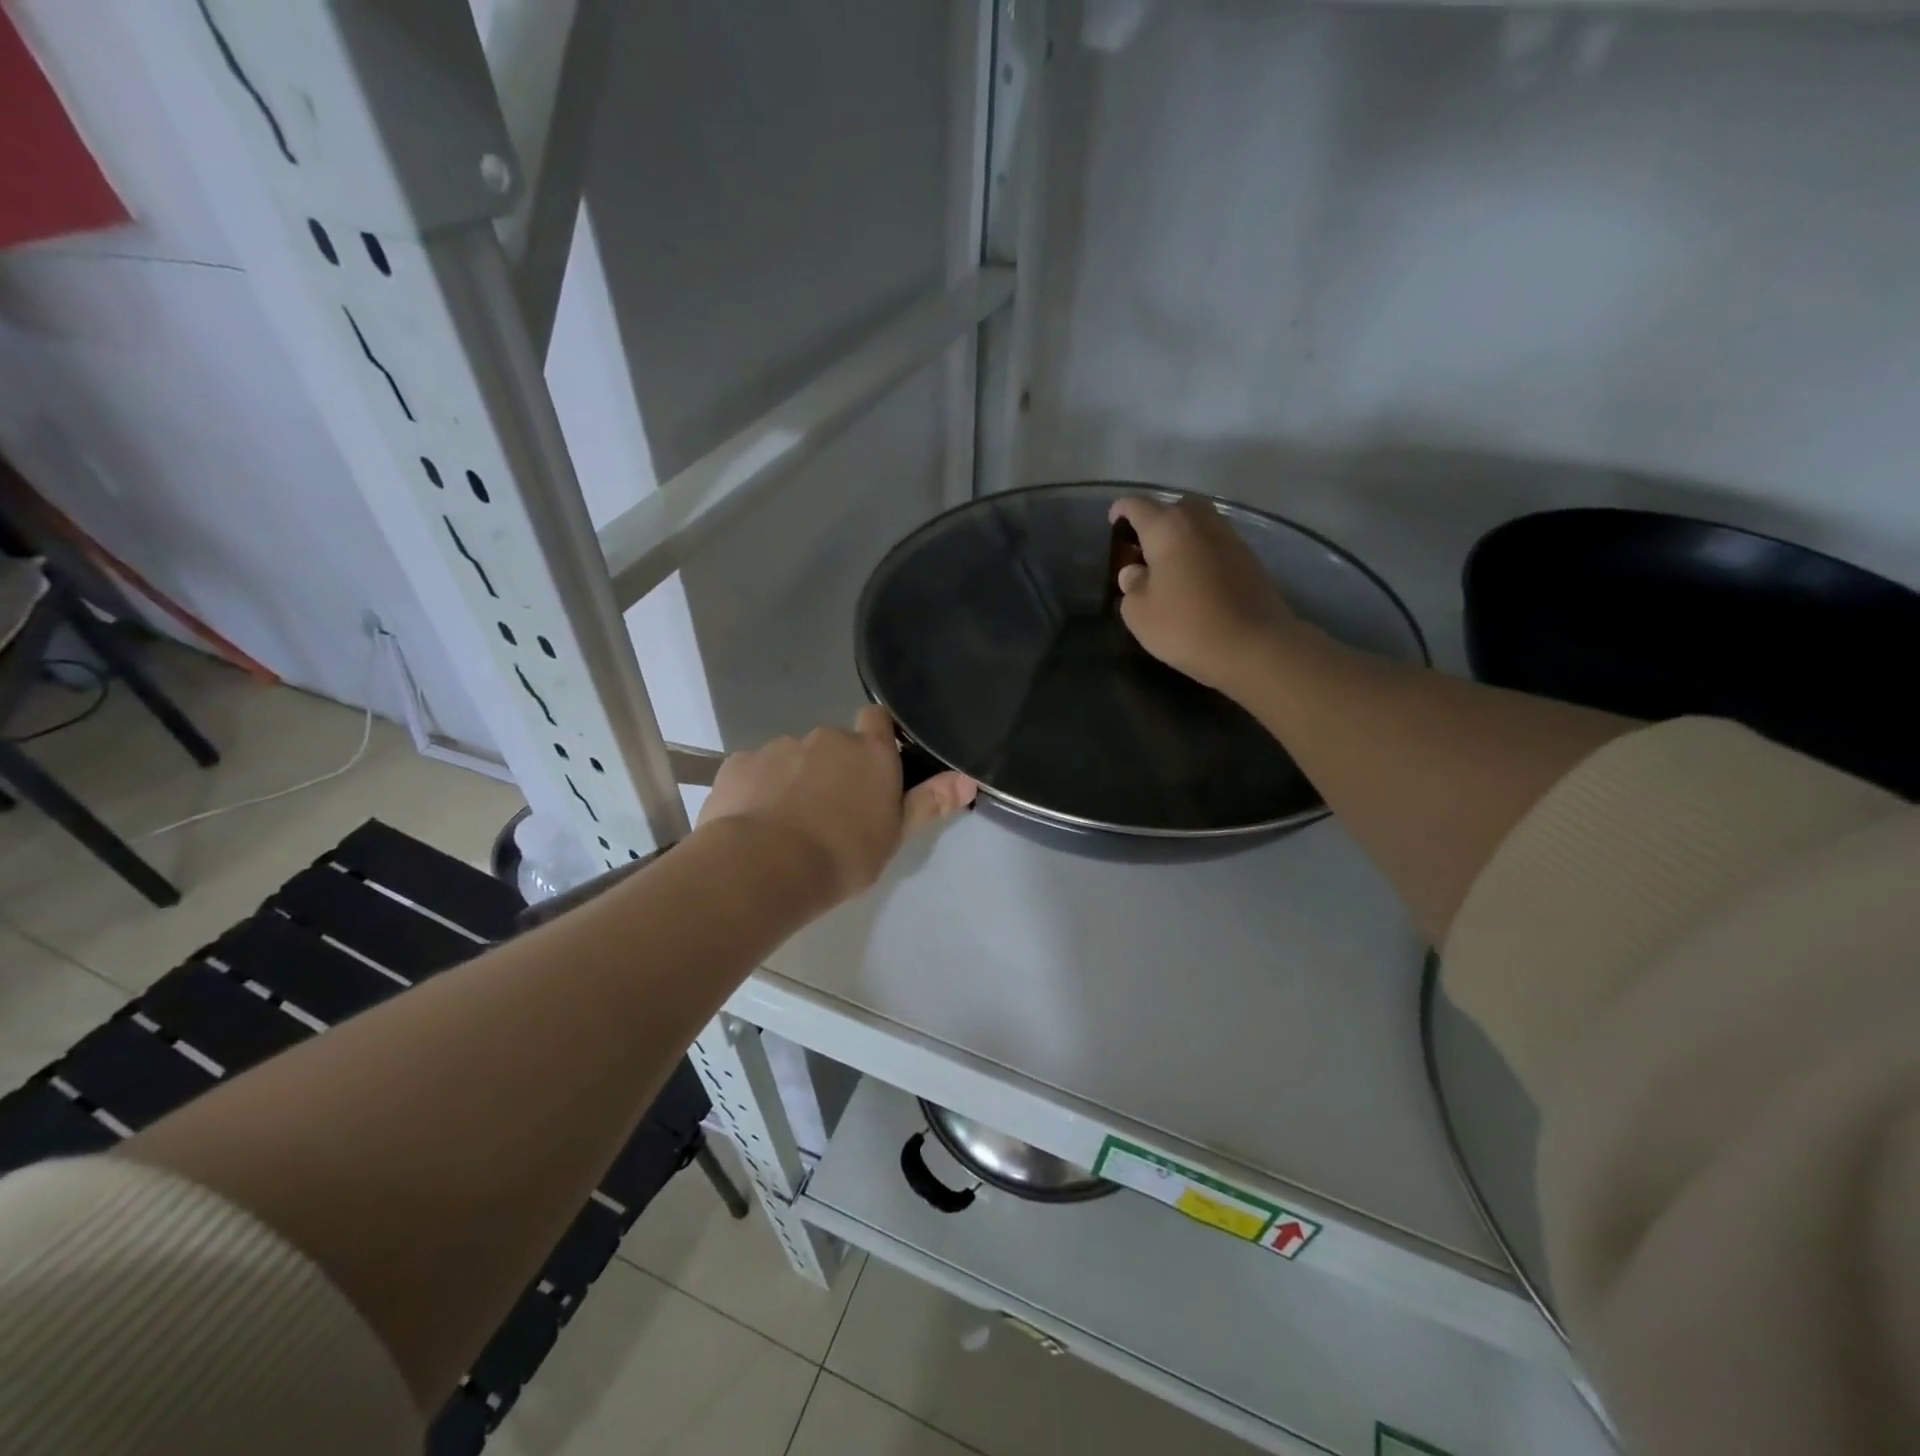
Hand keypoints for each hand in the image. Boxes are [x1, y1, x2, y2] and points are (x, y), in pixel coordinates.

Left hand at [697, 706, 976, 904]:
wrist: (765, 867)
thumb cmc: (843, 855)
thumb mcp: (894, 835)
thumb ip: (928, 802)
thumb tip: (969, 779)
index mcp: (869, 752)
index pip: (877, 719)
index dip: (875, 736)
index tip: (873, 765)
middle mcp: (827, 738)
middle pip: (834, 744)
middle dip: (832, 767)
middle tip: (830, 811)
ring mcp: (780, 746)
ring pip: (793, 757)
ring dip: (794, 778)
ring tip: (788, 822)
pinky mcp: (740, 763)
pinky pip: (755, 770)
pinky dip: (758, 788)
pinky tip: (755, 821)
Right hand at [1109, 494, 1296, 696]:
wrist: (1253, 645)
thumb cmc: (1185, 626)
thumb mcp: (1139, 613)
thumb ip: (1131, 585)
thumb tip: (1135, 572)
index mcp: (1167, 528)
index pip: (1138, 506)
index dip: (1122, 510)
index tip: (1113, 520)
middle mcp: (1200, 522)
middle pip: (1174, 506)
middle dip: (1157, 519)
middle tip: (1143, 546)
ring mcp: (1229, 537)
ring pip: (1199, 523)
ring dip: (1181, 535)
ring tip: (1168, 563)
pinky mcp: (1249, 558)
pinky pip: (1215, 543)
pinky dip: (1201, 551)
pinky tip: (1193, 577)